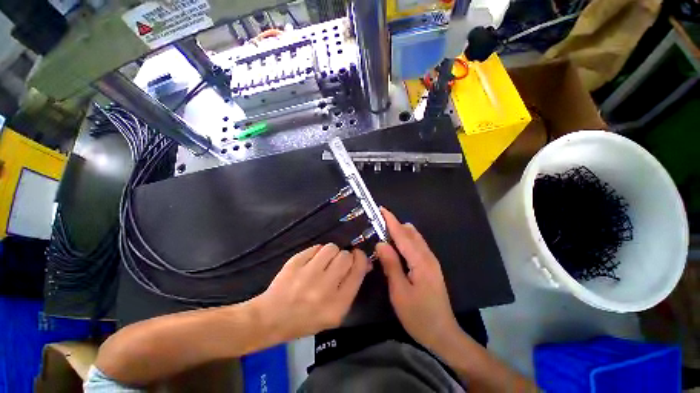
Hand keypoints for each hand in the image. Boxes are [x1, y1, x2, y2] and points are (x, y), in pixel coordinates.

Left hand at [256, 244, 369, 340]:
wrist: (272, 318)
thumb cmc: (307, 319)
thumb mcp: (335, 312)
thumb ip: (351, 286)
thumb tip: (365, 263)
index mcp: (338, 304)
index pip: (358, 269)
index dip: (360, 258)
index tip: (357, 256)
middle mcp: (325, 288)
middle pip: (345, 256)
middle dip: (345, 256)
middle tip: (336, 263)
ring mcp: (308, 274)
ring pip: (331, 248)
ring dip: (331, 252)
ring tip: (323, 261)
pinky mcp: (295, 263)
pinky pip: (316, 247)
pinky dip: (317, 252)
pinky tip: (311, 263)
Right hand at [376, 207, 460, 352]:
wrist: (443, 334)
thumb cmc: (418, 315)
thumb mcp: (399, 291)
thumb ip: (391, 264)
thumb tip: (380, 243)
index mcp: (420, 261)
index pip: (403, 235)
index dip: (391, 221)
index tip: (381, 209)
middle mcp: (428, 256)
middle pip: (410, 233)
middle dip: (395, 225)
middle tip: (378, 223)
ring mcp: (431, 261)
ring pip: (414, 239)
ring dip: (400, 232)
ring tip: (384, 233)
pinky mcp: (430, 267)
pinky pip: (416, 246)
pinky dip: (405, 241)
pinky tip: (396, 247)